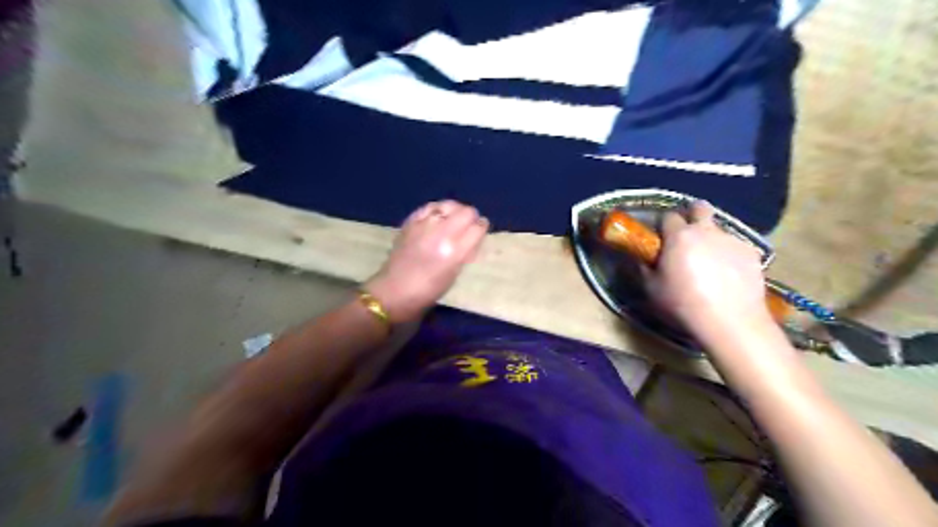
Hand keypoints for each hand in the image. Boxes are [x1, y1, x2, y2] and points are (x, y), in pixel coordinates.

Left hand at [365, 199, 490, 322]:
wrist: (394, 291)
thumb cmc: (428, 291)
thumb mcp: (455, 274)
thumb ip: (465, 252)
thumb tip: (474, 236)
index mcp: (454, 251)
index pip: (478, 228)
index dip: (482, 229)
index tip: (480, 232)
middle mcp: (441, 233)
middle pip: (467, 212)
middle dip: (471, 218)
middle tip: (468, 227)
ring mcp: (424, 224)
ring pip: (449, 205)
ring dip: (455, 211)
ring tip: (453, 220)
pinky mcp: (411, 221)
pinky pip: (430, 207)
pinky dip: (438, 210)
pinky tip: (438, 218)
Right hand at [643, 200, 772, 340]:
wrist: (730, 322)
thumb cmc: (683, 303)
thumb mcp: (652, 288)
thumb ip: (644, 267)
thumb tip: (640, 257)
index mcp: (679, 236)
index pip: (668, 216)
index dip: (663, 225)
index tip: (660, 237)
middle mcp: (707, 231)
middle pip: (700, 207)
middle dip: (692, 214)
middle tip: (686, 234)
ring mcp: (732, 240)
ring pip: (719, 229)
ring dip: (710, 237)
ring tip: (709, 262)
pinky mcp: (752, 254)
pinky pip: (735, 246)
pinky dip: (729, 254)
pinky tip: (727, 274)